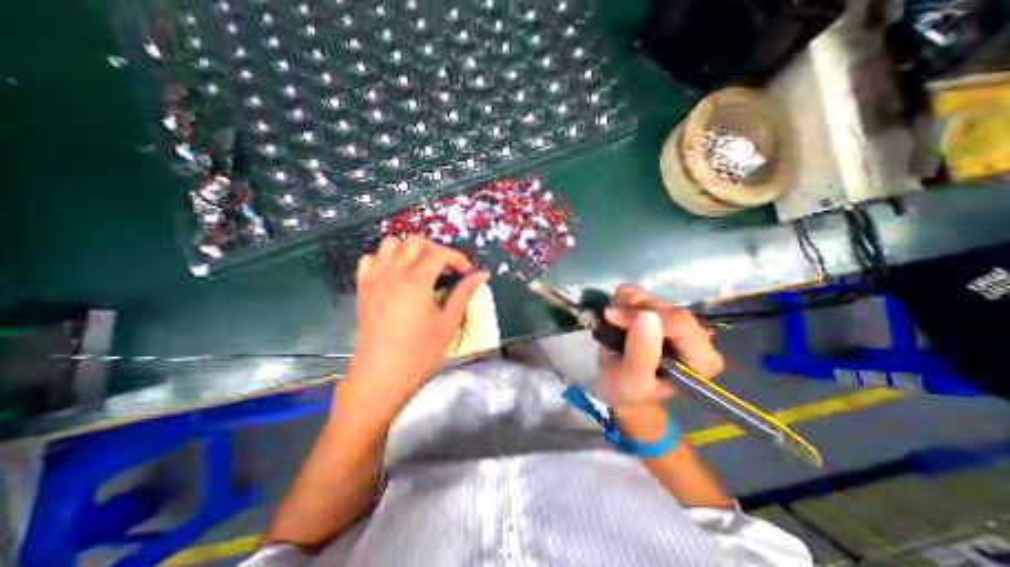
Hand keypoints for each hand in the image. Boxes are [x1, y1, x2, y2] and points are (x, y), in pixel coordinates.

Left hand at [347, 236, 489, 413]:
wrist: (380, 376)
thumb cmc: (419, 353)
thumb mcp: (448, 323)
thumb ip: (464, 294)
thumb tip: (482, 275)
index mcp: (416, 282)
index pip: (439, 254)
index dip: (457, 258)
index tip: (467, 272)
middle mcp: (393, 273)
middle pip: (414, 241)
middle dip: (435, 249)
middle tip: (446, 269)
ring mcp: (374, 279)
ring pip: (390, 245)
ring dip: (409, 251)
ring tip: (422, 269)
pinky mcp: (363, 289)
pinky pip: (370, 260)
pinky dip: (385, 260)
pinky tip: (396, 276)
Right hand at [594, 286, 720, 410]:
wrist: (621, 388)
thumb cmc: (629, 391)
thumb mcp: (632, 380)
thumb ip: (641, 352)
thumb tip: (646, 315)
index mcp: (701, 359)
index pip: (680, 322)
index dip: (645, 314)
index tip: (614, 318)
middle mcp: (696, 336)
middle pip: (665, 307)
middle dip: (632, 309)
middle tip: (609, 319)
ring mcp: (677, 322)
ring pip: (652, 296)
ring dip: (625, 303)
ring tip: (611, 320)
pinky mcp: (660, 312)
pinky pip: (643, 293)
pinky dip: (624, 298)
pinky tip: (616, 311)